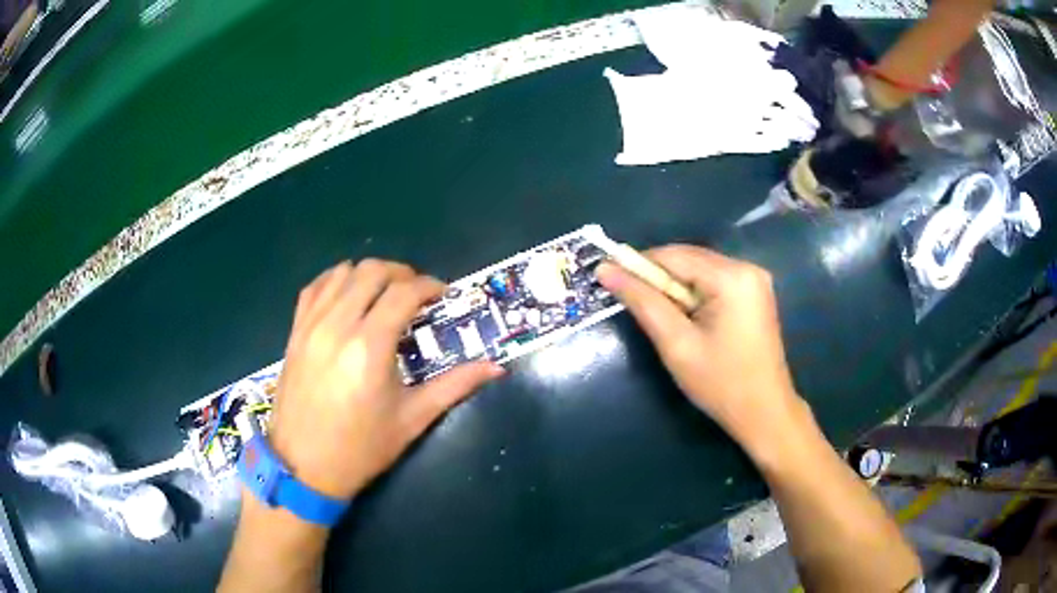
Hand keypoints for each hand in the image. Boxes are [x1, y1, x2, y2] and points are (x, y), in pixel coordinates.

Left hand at [267, 259, 503, 500]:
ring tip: (384, 293)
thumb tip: (497, 368)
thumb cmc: (362, 448)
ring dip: (369, 274)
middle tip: (417, 293)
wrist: (305, 466)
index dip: (429, 286)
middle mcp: (337, 325)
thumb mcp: (413, 419)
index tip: (442, 295)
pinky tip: (348, 295)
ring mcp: (311, 325)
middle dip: (401, 273)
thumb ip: (455, 386)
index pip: (404, 293)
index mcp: (370, 346)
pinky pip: (314, 287)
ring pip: (342, 272)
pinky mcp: (295, 332)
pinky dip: (336, 280)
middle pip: (372, 272)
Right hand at [596, 246, 806, 459]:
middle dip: (658, 277)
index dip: (638, 264)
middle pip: (689, 259)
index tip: (609, 278)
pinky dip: (694, 293)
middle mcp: (747, 267)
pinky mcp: (755, 293)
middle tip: (631, 300)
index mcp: (731, 277)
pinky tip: (685, 317)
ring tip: (658, 314)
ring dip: (675, 286)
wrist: (765, 412)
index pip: (674, 255)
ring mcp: (755, 279)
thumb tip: (605, 270)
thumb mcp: (676, 344)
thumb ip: (642, 302)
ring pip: (700, 269)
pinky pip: (715, 281)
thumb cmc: (720, 384)